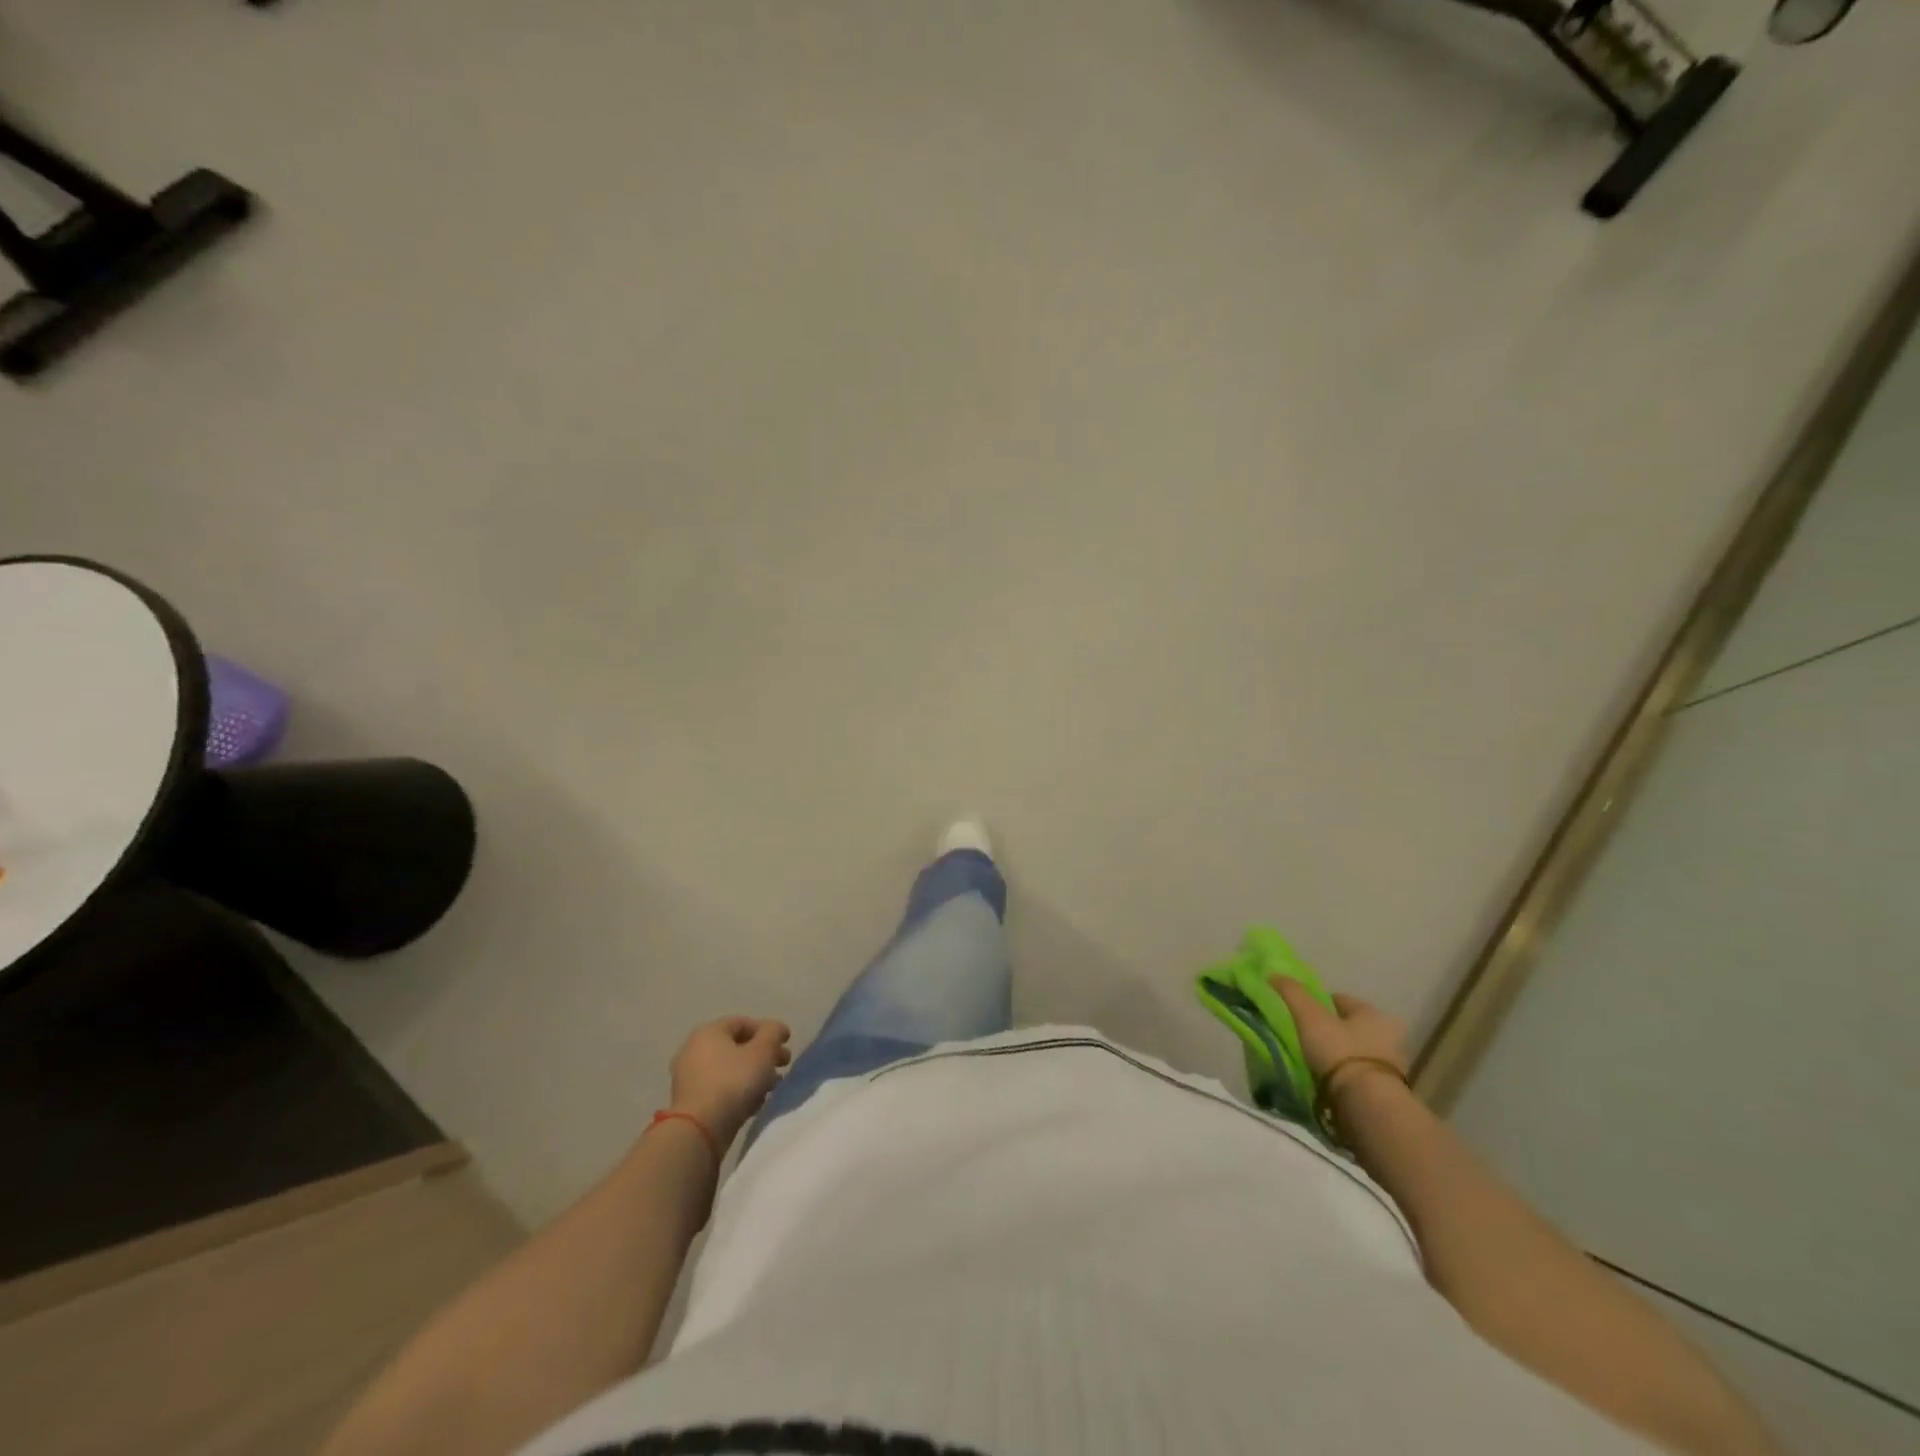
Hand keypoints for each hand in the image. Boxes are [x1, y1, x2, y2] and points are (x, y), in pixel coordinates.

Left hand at [668, 1017, 792, 1147]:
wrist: (699, 1131)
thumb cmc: (733, 1082)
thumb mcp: (762, 1052)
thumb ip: (773, 1033)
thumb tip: (777, 1028)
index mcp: (709, 1032)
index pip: (743, 1022)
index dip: (768, 1031)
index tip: (786, 1044)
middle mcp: (694, 1049)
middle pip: (737, 1046)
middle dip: (763, 1055)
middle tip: (783, 1065)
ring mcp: (689, 1077)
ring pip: (729, 1069)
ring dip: (753, 1075)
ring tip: (772, 1087)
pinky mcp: (690, 1102)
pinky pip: (720, 1088)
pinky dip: (738, 1091)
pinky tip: (754, 1104)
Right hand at [1272, 979, 1409, 1101]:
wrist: (1366, 1103)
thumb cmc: (1339, 1050)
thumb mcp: (1309, 1015)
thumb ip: (1291, 992)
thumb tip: (1273, 973)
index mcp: (1373, 1013)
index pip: (1340, 999)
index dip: (1317, 1003)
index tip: (1299, 1013)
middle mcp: (1389, 1036)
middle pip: (1349, 1026)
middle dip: (1331, 1029)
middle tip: (1306, 1037)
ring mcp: (1391, 1066)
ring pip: (1354, 1050)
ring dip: (1338, 1054)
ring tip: (1314, 1060)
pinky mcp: (1385, 1091)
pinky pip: (1357, 1074)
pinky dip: (1343, 1074)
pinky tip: (1327, 1079)